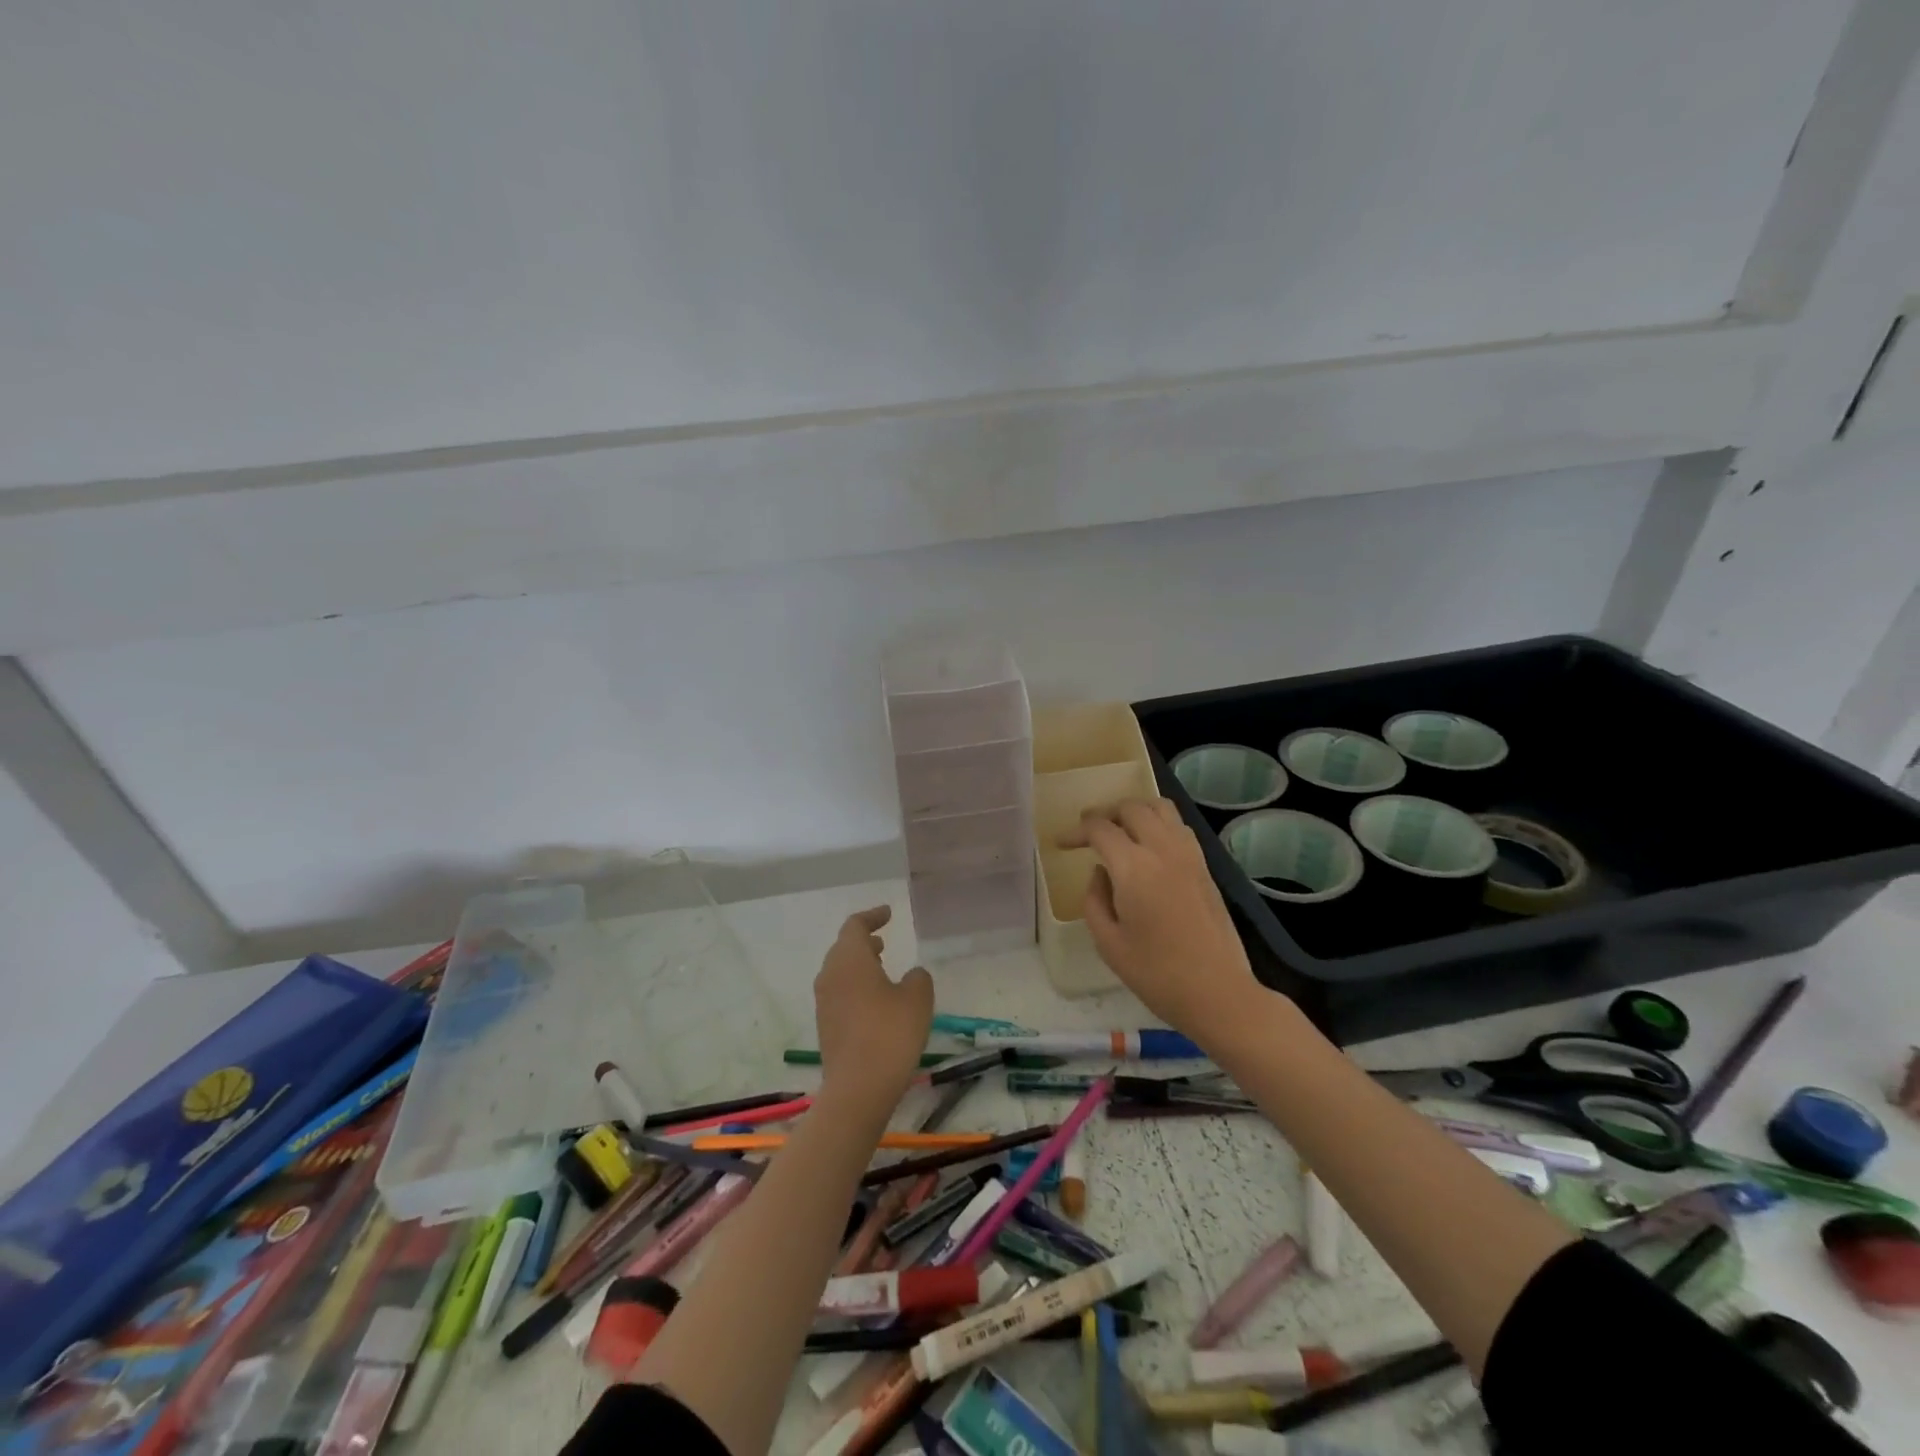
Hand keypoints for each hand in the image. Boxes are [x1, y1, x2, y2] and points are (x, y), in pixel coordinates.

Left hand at [814, 906, 934, 1111]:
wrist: (858, 1089)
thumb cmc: (890, 1034)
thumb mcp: (917, 999)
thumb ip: (918, 978)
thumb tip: (911, 975)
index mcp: (849, 959)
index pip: (855, 926)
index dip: (872, 916)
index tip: (888, 914)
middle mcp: (830, 975)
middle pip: (843, 948)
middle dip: (863, 941)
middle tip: (883, 940)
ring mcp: (824, 1002)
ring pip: (840, 971)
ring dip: (860, 964)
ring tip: (882, 967)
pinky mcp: (826, 1025)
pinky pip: (840, 993)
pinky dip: (856, 986)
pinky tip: (876, 1001)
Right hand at [1060, 798, 1264, 1048]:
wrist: (1218, 992)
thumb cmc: (1156, 974)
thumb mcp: (1108, 943)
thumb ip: (1094, 900)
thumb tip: (1100, 873)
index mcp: (1133, 867)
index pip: (1100, 829)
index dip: (1076, 831)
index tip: (1061, 843)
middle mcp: (1162, 849)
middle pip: (1131, 808)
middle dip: (1104, 814)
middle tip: (1088, 831)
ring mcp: (1189, 855)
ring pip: (1160, 808)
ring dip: (1134, 811)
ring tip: (1119, 829)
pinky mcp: (1205, 866)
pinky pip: (1178, 826)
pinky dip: (1158, 822)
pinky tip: (1149, 844)